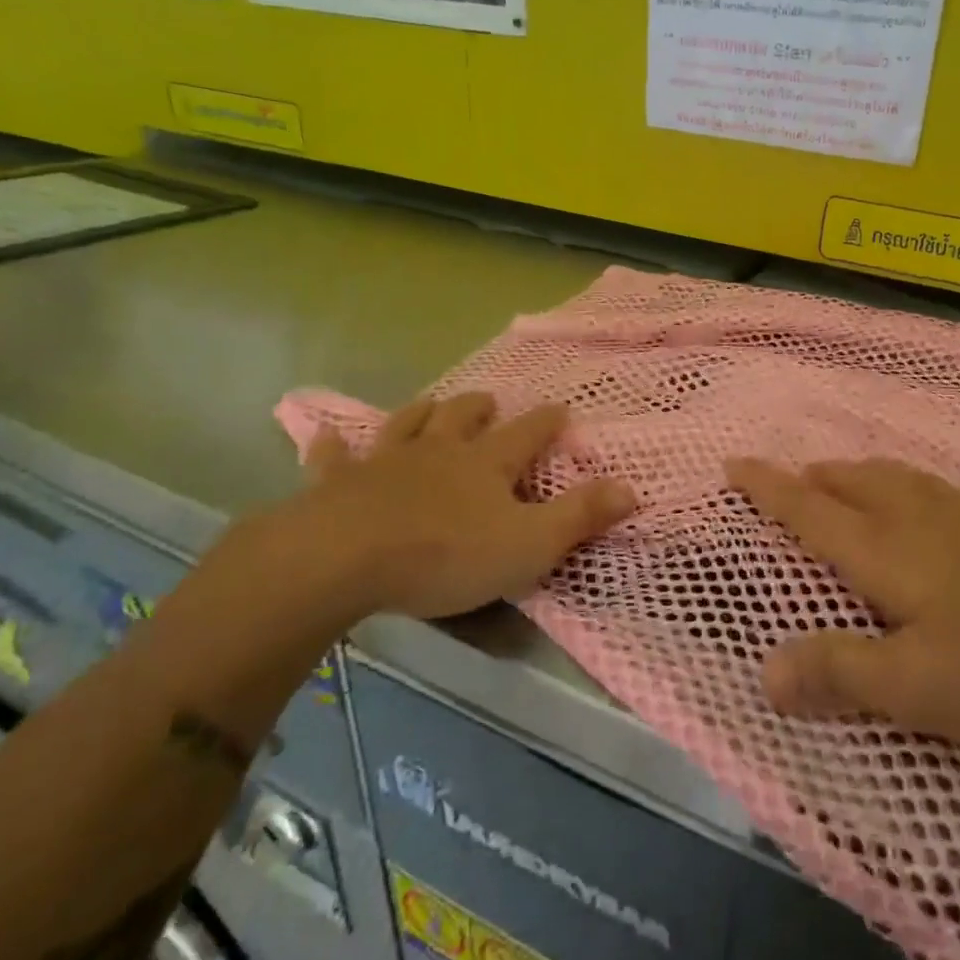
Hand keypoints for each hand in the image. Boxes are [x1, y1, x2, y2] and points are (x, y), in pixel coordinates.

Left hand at [231, 393, 635, 629]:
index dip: (547, 422)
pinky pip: (334, 457)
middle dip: (479, 408)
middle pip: (463, 418)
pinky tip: (328, 435)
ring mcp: (385, 462)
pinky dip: (334, 445)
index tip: (561, 409)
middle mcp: (438, 451)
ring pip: (407, 425)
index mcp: (486, 463)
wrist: (345, 558)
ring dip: (422, 412)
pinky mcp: (338, 483)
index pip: (527, 434)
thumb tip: (631, 488)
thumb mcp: (530, 543)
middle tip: (488, 401)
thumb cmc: (447, 554)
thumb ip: (580, 516)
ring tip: (431, 403)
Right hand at [727, 458, 959, 742]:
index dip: (768, 489)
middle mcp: (924, 522)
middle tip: (800, 472)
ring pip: (911, 483)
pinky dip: (945, 496)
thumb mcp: (918, 684)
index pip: (809, 513)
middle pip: (860, 485)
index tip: (736, 461)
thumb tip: (764, 674)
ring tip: (861, 476)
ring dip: (874, 476)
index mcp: (886, 553)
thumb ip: (842, 674)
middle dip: (821, 477)